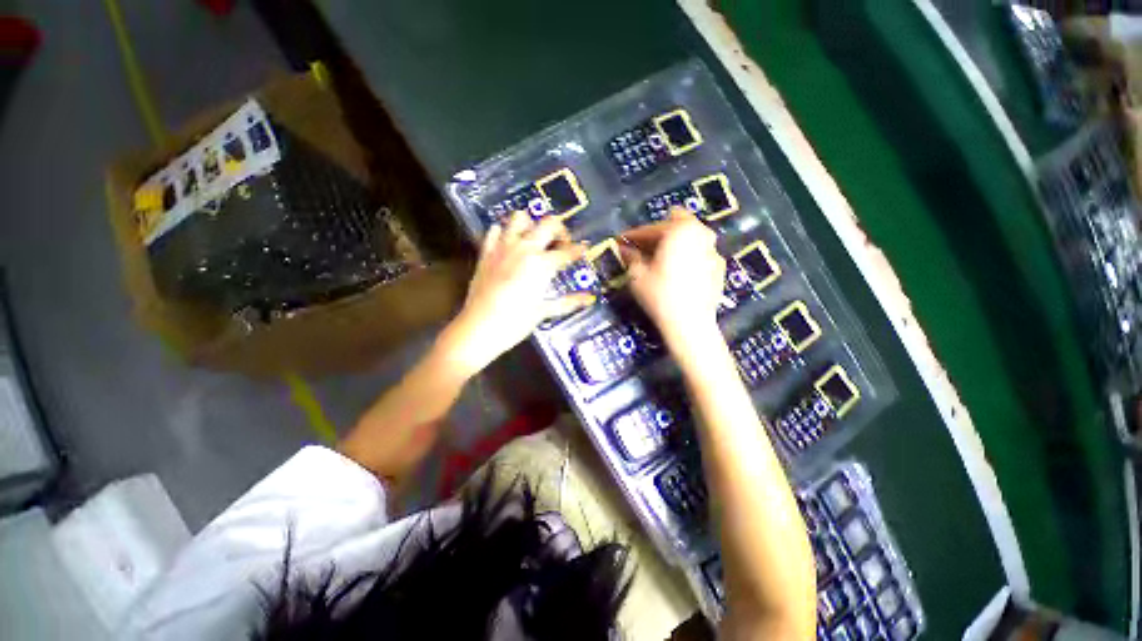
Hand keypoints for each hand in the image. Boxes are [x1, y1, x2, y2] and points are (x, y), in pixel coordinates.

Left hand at [446, 212, 592, 376]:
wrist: (479, 328)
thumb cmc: (515, 322)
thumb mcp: (544, 311)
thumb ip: (569, 302)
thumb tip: (589, 298)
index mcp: (542, 264)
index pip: (566, 252)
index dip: (579, 250)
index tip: (585, 248)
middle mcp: (524, 249)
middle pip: (548, 224)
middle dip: (560, 229)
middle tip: (561, 243)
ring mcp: (503, 247)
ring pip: (519, 218)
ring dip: (530, 224)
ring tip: (534, 239)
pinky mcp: (486, 253)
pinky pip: (494, 231)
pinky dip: (503, 232)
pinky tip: (508, 244)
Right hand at [620, 209, 725, 350]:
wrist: (690, 323)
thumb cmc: (660, 295)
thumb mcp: (637, 275)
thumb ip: (631, 257)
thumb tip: (624, 250)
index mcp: (680, 230)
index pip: (651, 228)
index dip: (633, 235)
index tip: (621, 242)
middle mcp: (701, 233)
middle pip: (674, 226)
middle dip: (656, 236)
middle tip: (640, 249)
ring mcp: (714, 250)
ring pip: (690, 239)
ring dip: (673, 244)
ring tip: (659, 258)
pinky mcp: (720, 268)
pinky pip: (700, 254)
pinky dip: (687, 257)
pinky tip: (677, 272)